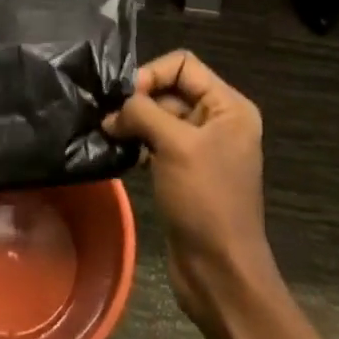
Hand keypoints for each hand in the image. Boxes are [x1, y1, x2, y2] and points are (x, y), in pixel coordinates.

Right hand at [105, 50, 275, 324]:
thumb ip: (142, 113)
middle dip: (139, 100)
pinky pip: (159, 142)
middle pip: (171, 88)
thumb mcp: (175, 146)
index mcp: (229, 106)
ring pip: (161, 116)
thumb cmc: (205, 201)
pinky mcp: (187, 171)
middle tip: (109, 119)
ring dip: (135, 122)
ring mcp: (203, 147)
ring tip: (109, 134)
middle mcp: (219, 120)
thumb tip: (113, 111)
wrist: (220, 274)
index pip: (184, 64)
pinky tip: (119, 152)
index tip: (126, 99)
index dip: (152, 74)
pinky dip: (139, 142)